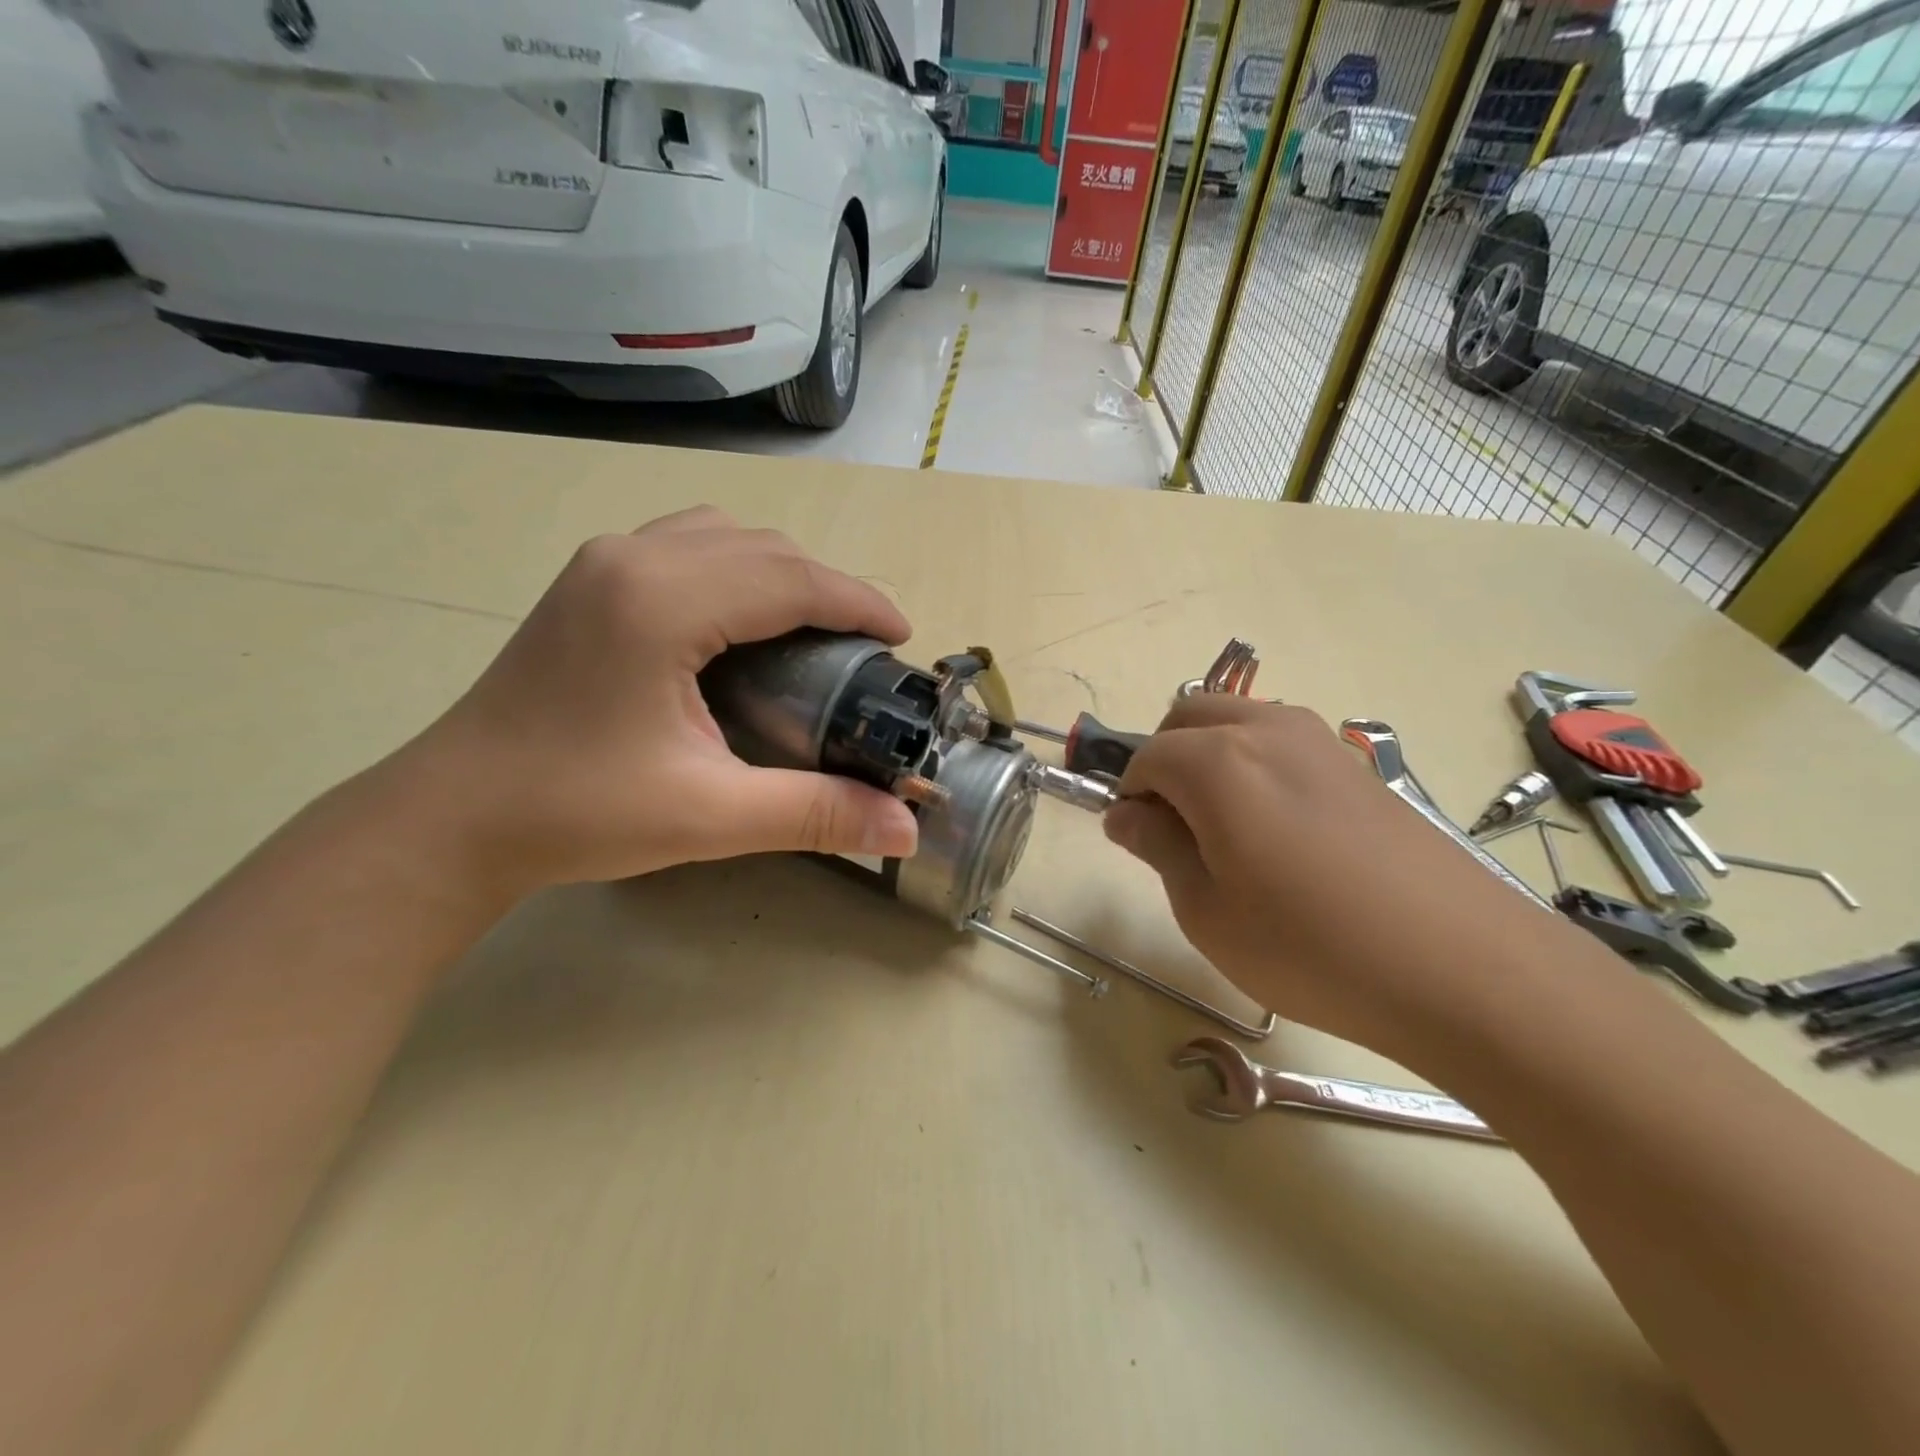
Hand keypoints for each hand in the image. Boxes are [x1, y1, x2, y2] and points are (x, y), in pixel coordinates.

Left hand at [389, 507, 919, 894]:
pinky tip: (741, 623)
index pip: (791, 579)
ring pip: (724, 536)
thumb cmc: (577, 813)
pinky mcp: (589, 582)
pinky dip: (736, 570)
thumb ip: (815, 813)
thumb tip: (906, 829)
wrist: (452, 819)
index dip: (859, 602)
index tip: (903, 638)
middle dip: (828, 588)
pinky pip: (687, 546)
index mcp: (663, 601)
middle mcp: (634, 558)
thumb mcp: (710, 816)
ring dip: (781, 573)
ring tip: (811, 630)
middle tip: (864, 647)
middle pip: (764, 547)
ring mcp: (604, 563)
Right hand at [1104, 695, 1561, 1054]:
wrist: (1465, 969)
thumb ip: (1158, 847)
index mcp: (1218, 761)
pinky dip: (1256, 765)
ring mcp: (1321, 742)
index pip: (1146, 756)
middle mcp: (1268, 730)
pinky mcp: (1360, 766)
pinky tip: (1281, 834)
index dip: (1129, 796)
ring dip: (1210, 756)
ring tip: (1227, 831)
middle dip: (1164, 759)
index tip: (1137, 841)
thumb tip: (1125, 814)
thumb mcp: (1207, 911)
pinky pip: (1283, 743)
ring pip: (1238, 721)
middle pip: (1189, 716)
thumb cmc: (1310, 947)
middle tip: (1174, 828)